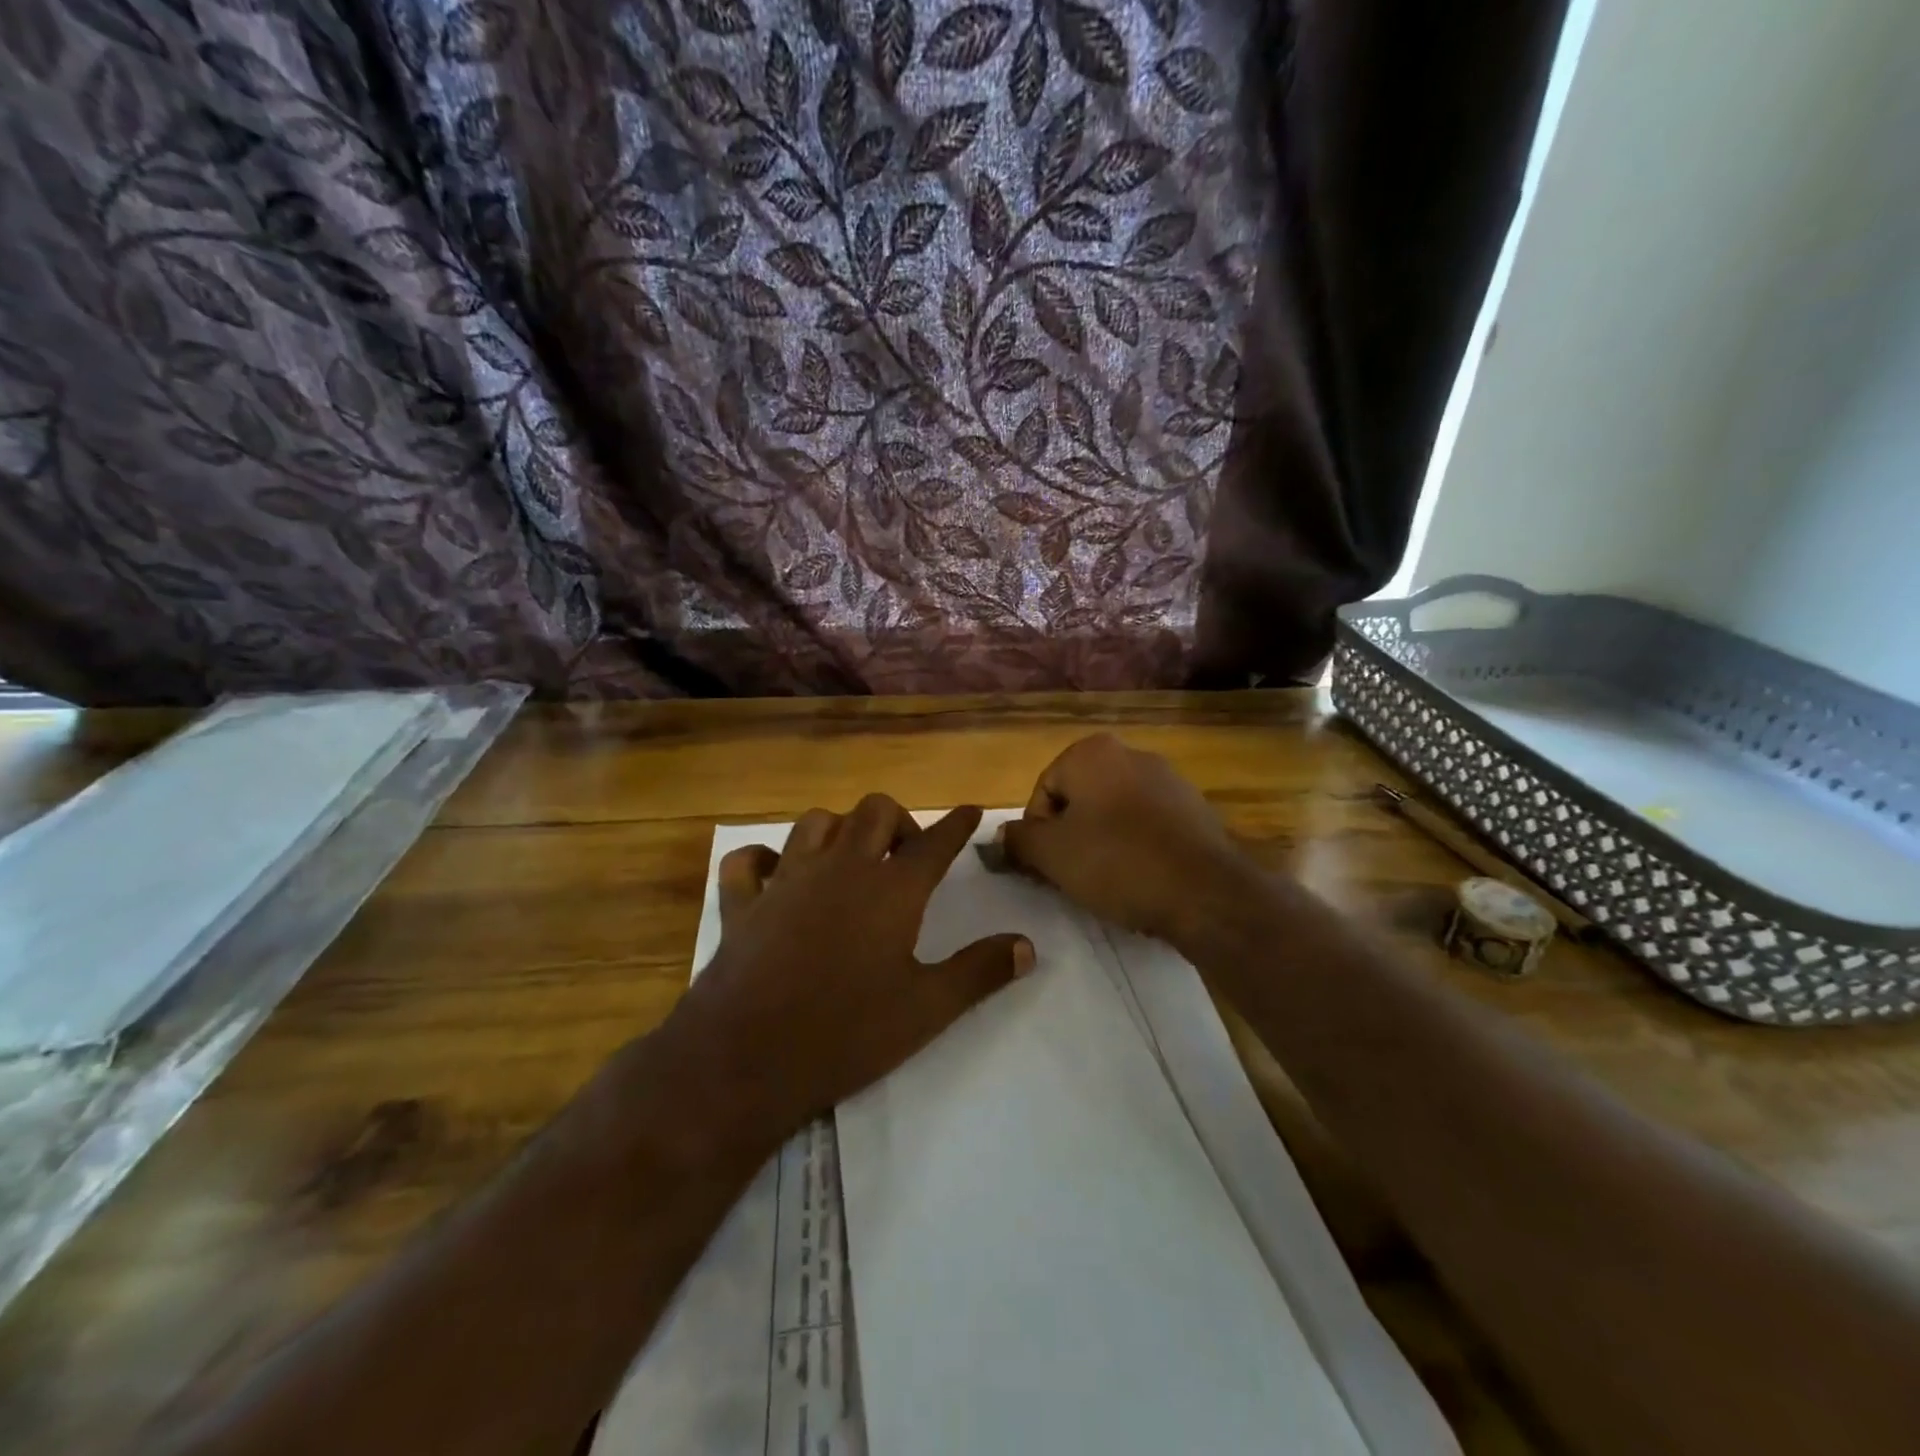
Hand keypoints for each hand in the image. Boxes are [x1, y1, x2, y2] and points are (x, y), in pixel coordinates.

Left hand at [664, 797, 1031, 1148]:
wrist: (747, 1060)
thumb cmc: (847, 1034)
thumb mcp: (927, 1009)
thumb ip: (980, 972)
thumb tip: (1028, 945)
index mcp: (891, 890)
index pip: (935, 842)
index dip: (958, 824)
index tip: (970, 810)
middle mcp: (841, 869)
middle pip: (875, 812)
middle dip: (899, 821)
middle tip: (908, 854)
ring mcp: (786, 880)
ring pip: (816, 822)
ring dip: (840, 829)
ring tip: (852, 858)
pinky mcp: (743, 904)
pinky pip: (748, 862)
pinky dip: (763, 858)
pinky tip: (775, 873)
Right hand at [999, 733, 1256, 944]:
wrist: (1206, 892)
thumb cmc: (1118, 862)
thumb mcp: (1051, 854)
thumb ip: (1018, 840)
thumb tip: (999, 837)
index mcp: (1093, 752)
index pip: (1043, 791)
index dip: (1036, 833)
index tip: (1045, 867)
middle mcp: (1132, 754)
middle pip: (1079, 799)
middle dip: (1069, 837)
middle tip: (1070, 876)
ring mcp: (1169, 780)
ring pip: (1113, 814)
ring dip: (1101, 844)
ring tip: (1106, 883)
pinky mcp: (1196, 810)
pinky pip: (1148, 827)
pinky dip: (1136, 849)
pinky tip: (1140, 880)